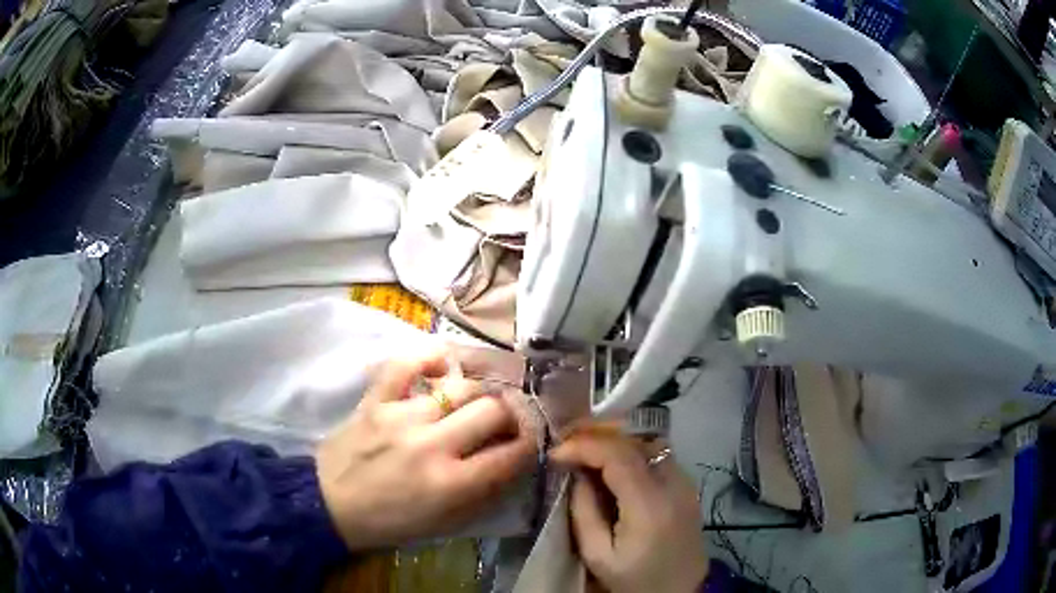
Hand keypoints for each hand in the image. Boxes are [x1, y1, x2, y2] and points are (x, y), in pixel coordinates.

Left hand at [316, 345, 536, 549]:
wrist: (329, 504)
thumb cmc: (390, 522)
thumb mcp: (445, 523)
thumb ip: (483, 492)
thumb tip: (512, 460)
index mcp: (451, 484)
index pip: (511, 454)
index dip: (530, 445)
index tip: (530, 442)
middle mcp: (431, 445)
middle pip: (492, 411)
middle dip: (511, 415)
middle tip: (507, 421)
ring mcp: (401, 417)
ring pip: (460, 387)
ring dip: (480, 392)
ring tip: (479, 400)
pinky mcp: (376, 400)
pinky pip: (406, 364)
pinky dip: (429, 359)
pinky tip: (443, 367)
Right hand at [550, 428, 707, 592]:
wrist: (680, 592)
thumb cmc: (635, 580)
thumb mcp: (598, 555)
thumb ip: (584, 512)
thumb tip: (577, 475)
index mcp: (650, 505)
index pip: (618, 455)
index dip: (584, 446)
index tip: (555, 454)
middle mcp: (674, 484)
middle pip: (635, 442)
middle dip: (598, 437)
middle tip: (567, 445)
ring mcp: (686, 483)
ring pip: (648, 444)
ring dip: (616, 443)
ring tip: (587, 452)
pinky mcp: (688, 487)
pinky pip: (658, 457)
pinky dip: (632, 454)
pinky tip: (613, 467)